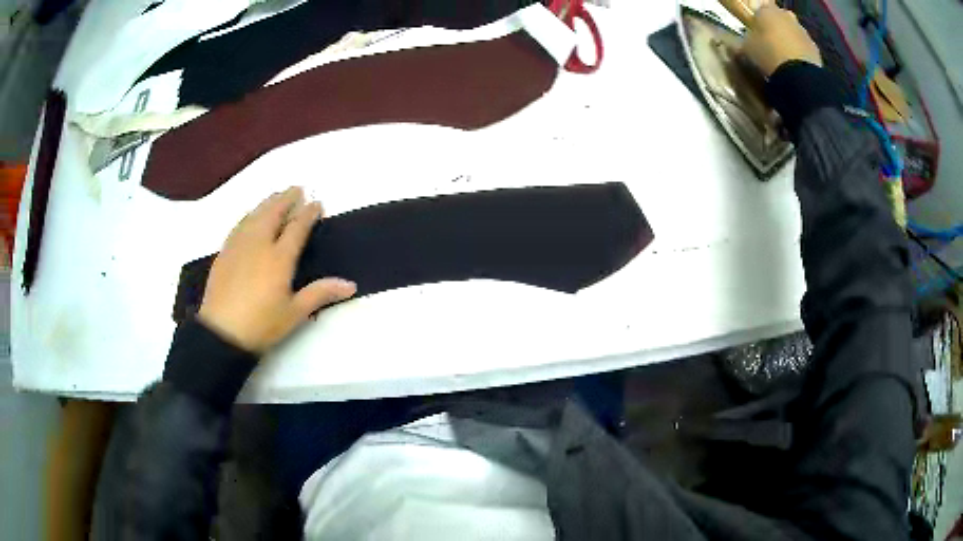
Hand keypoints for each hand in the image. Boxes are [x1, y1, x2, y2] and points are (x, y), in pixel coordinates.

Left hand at [198, 187, 355, 352]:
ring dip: (267, 203)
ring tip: (276, 196)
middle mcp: (259, 244)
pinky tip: (251, 216)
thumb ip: (321, 293)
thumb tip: (351, 285)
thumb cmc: (262, 325)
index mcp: (279, 258)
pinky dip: (249, 215)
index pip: (297, 228)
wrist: (222, 332)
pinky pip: (239, 225)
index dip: (308, 214)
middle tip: (296, 189)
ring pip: (255, 215)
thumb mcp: (295, 313)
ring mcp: (239, 246)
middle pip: (274, 213)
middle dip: (287, 199)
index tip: (317, 203)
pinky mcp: (225, 252)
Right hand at [741, 5, 821, 77]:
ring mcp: (803, 31)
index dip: (757, 20)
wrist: (799, 76)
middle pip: (779, 19)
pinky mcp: (815, 49)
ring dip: (789, 41)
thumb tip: (738, 42)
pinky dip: (799, 54)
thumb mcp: (747, 49)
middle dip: (776, 27)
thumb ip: (744, 41)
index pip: (759, 9)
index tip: (754, 31)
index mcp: (766, 10)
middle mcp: (786, 15)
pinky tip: (794, 67)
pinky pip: (803, 48)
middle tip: (770, 43)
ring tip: (783, 58)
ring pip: (792, 32)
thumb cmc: (768, 55)